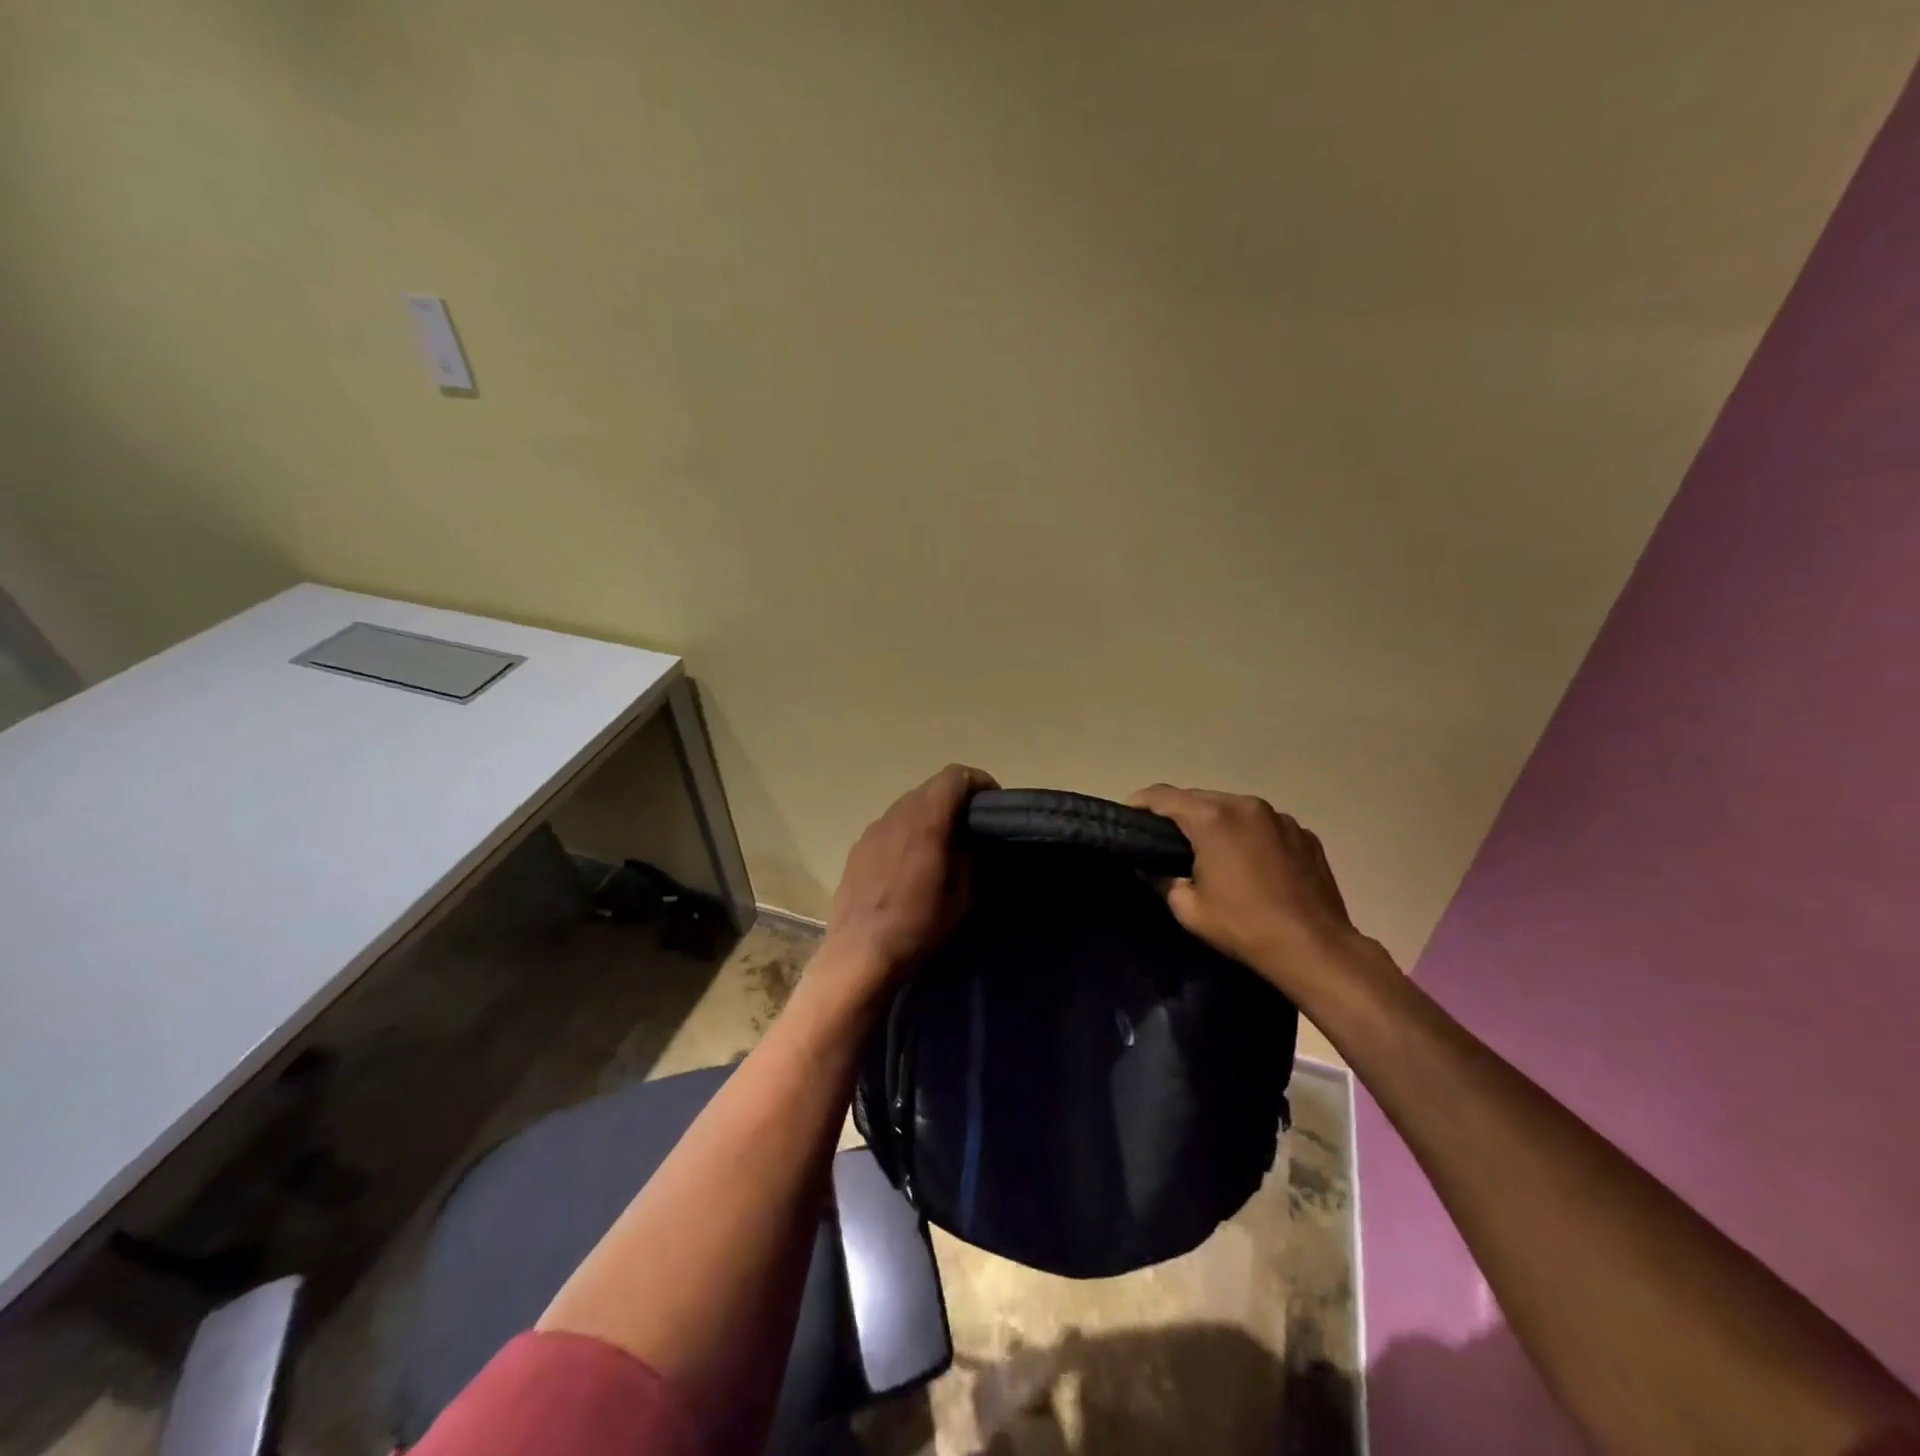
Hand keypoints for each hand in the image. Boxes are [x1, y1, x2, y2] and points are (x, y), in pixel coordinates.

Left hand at [821, 764, 997, 992]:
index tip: (993, 804)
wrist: (859, 955)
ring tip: (942, 846)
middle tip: (972, 827)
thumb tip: (968, 837)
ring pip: (908, 806)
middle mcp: (896, 815)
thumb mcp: (960, 894)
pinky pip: (890, 827)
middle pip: (930, 788)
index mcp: (925, 820)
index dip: (978, 782)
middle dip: (955, 800)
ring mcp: (872, 830)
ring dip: (929, 816)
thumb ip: (967, 855)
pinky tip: (911, 863)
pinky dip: (907, 832)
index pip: (955, 776)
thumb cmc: (918, 926)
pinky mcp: (857, 848)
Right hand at [1129, 785, 1363, 997]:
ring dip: (1216, 823)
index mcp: (1212, 818)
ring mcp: (1280, 817)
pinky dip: (1249, 835)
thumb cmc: (1244, 926)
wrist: (1315, 948)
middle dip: (1179, 814)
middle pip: (1199, 798)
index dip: (1140, 802)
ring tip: (1210, 851)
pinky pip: (1264, 825)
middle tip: (1165, 840)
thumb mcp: (1188, 909)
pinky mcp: (1304, 834)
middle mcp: (1246, 805)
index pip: (1163, 796)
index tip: (1128, 815)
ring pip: (1234, 808)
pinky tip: (1250, 864)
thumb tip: (1152, 867)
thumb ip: (1163, 879)